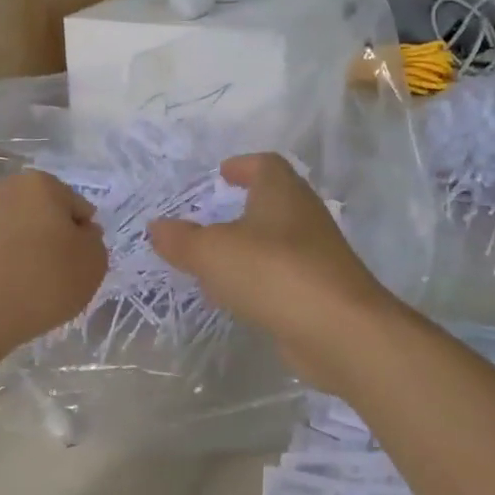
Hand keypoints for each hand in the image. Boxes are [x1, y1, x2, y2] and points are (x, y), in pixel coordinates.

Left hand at [0, 171, 105, 350]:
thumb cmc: (46, 279)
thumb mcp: (94, 260)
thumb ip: (93, 239)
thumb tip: (78, 233)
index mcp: (41, 183)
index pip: (78, 209)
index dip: (83, 238)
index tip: (77, 263)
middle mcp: (8, 188)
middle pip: (48, 215)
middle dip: (56, 239)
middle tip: (60, 273)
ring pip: (23, 231)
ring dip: (33, 250)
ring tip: (35, 283)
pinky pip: (2, 248)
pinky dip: (11, 261)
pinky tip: (13, 286)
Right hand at [148, 154, 401, 389]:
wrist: (338, 329)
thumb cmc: (273, 272)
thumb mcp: (213, 253)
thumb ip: (182, 240)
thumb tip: (155, 226)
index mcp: (282, 192)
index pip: (265, 165)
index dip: (242, 166)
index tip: (221, 174)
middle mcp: (303, 216)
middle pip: (272, 202)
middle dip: (242, 208)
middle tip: (210, 218)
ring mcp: (316, 255)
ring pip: (276, 241)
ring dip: (248, 247)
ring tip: (214, 262)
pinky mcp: (319, 290)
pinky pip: (282, 275)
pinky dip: (258, 279)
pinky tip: (236, 297)